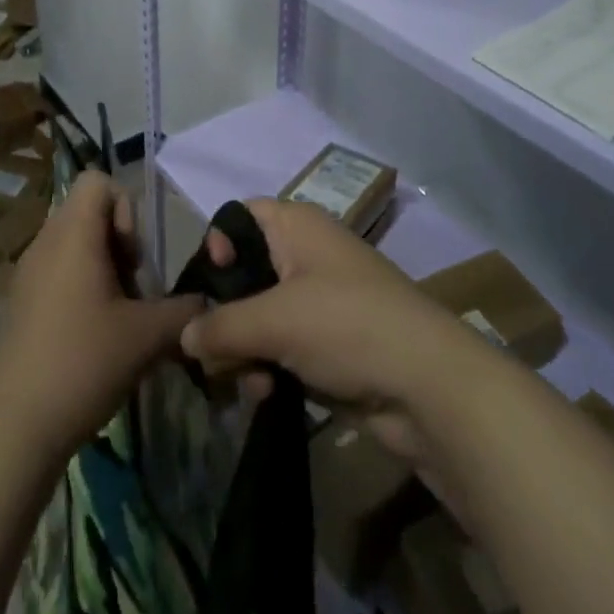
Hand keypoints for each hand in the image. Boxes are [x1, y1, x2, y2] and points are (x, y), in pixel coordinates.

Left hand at [0, 173, 201, 464]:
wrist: (13, 429)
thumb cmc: (82, 363)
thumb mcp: (148, 336)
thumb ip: (186, 311)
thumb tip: (207, 304)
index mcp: (72, 234)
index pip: (98, 181)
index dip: (125, 210)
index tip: (133, 259)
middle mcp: (46, 242)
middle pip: (89, 213)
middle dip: (121, 244)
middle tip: (133, 290)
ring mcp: (28, 273)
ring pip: (75, 244)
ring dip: (104, 269)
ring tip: (118, 316)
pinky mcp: (20, 303)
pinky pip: (58, 272)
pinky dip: (82, 288)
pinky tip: (93, 337)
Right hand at [180, 197, 492, 462]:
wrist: (428, 385)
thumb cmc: (346, 326)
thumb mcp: (275, 320)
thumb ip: (222, 326)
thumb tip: (185, 336)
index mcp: (296, 225)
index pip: (241, 218)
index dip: (219, 246)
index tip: (210, 288)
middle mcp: (306, 254)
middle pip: (245, 273)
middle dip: (227, 316)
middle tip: (215, 352)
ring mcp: (320, 301)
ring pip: (260, 316)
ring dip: (246, 351)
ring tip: (249, 383)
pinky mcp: (331, 343)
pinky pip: (283, 347)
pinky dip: (270, 368)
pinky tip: (267, 396)